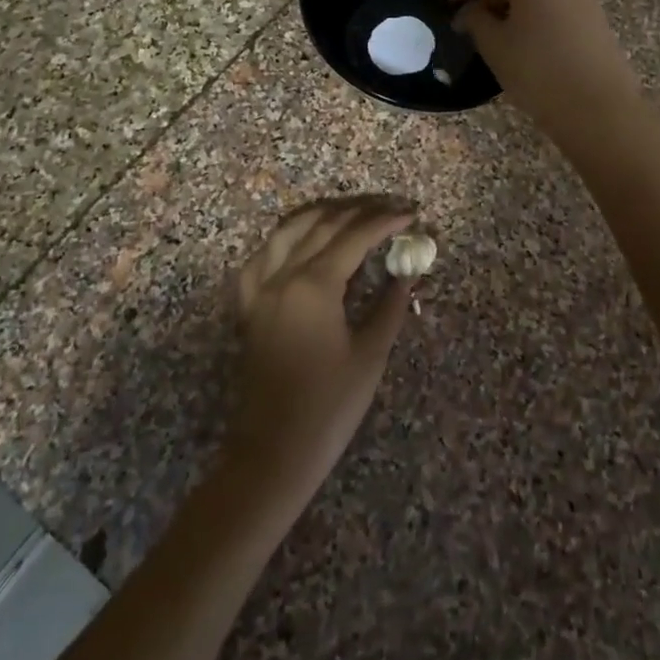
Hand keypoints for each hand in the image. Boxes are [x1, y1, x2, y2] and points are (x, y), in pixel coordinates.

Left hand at [225, 198, 414, 509]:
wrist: (273, 452)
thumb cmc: (328, 407)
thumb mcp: (370, 355)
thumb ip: (389, 305)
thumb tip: (407, 273)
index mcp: (314, 285)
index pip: (355, 236)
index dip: (385, 221)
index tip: (411, 213)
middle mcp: (283, 275)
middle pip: (323, 224)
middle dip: (360, 211)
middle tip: (390, 207)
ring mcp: (260, 288)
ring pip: (289, 230)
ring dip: (322, 213)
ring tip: (350, 210)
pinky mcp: (249, 305)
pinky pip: (263, 255)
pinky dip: (285, 238)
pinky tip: (300, 240)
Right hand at [448, 0, 643, 144]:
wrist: (599, 107)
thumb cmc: (538, 69)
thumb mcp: (494, 44)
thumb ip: (475, 19)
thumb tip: (469, 12)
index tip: (448, 4)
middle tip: (467, 18)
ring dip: (511, 3)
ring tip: (491, 30)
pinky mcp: (595, 11)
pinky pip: (555, 1)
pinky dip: (534, 11)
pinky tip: (521, 37)